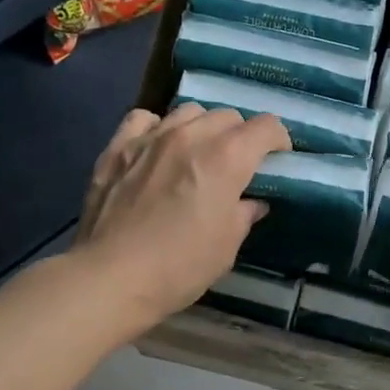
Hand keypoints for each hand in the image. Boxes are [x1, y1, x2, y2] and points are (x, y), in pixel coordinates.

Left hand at [75, 103, 290, 334]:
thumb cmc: (179, 267)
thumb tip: (252, 202)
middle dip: (240, 135)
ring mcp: (151, 137)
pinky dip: (157, 127)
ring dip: (202, 127)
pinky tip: (156, 147)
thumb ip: (244, 214)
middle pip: (228, 115)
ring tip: (197, 152)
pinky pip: (144, 118)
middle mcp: (191, 136)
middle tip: (237, 163)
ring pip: (188, 111)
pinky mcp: (118, 147)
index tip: (277, 158)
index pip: (266, 126)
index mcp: (226, 158)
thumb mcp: (227, 247)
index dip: (278, 139)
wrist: (111, 277)